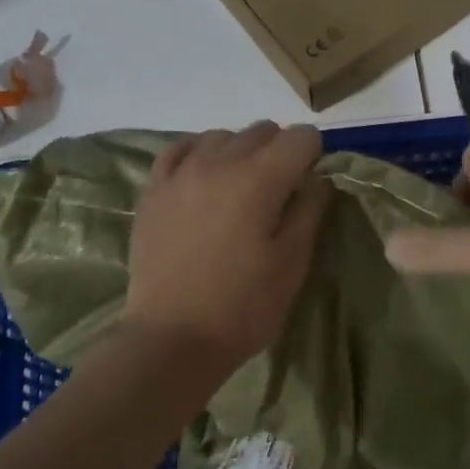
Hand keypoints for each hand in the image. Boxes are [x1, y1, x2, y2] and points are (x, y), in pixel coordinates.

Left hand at [123, 121, 329, 370]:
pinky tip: (203, 177)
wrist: (171, 338)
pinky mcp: (153, 190)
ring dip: (240, 151)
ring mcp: (180, 173)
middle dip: (280, 150)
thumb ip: (309, 211)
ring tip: (240, 189)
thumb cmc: (242, 307)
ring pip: (221, 136)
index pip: (301, 137)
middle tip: (279, 193)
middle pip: (262, 130)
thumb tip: (316, 179)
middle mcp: (219, 162)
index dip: (313, 156)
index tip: (309, 187)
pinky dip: (199, 154)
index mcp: (259, 179)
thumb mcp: (292, 264)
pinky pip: (180, 149)